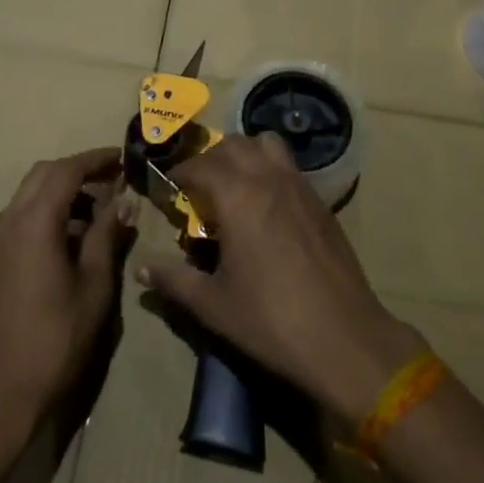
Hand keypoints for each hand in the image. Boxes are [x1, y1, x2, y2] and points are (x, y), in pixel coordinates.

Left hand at [0, 149, 135, 440]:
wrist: (3, 388)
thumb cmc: (57, 335)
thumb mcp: (94, 283)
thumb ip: (107, 234)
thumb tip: (125, 201)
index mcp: (34, 220)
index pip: (67, 170)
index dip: (98, 159)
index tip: (127, 158)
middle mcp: (11, 218)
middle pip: (46, 173)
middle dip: (81, 170)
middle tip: (117, 179)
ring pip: (33, 191)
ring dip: (66, 189)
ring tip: (105, 206)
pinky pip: (26, 213)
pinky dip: (53, 208)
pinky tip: (79, 232)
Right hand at [137, 133, 422, 425]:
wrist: (343, 338)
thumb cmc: (270, 320)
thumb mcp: (213, 304)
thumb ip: (173, 280)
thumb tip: (140, 269)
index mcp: (238, 197)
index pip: (199, 165)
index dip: (179, 173)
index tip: (168, 188)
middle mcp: (269, 179)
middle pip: (234, 144)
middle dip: (211, 158)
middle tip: (199, 188)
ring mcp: (300, 187)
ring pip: (268, 145)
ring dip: (245, 155)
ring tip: (234, 187)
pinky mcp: (321, 202)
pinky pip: (290, 167)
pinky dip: (270, 170)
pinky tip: (266, 208)